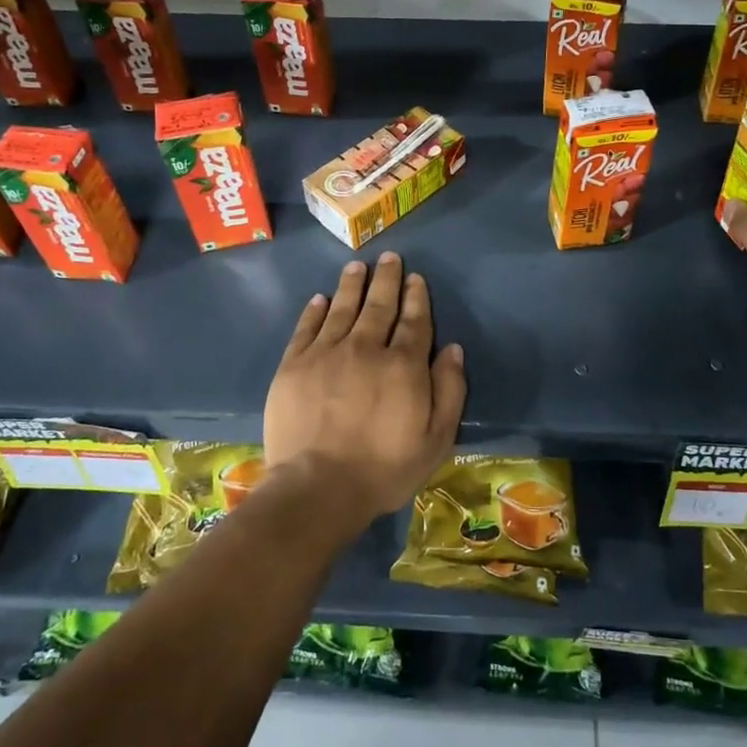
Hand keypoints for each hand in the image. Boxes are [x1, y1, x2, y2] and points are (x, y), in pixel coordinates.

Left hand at [262, 252, 466, 537]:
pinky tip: (320, 298)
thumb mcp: (436, 439)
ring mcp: (326, 353)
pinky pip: (306, 328)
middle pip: (379, 305)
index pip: (414, 321)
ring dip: (352, 285)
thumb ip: (449, 391)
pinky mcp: (294, 365)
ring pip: (342, 308)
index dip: (417, 297)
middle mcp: (366, 348)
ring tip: (358, 266)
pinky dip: (315, 310)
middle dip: (387, 279)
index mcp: (403, 365)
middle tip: (390, 258)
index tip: (417, 278)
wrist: (317, 487)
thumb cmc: (384, 469)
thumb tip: (452, 349)